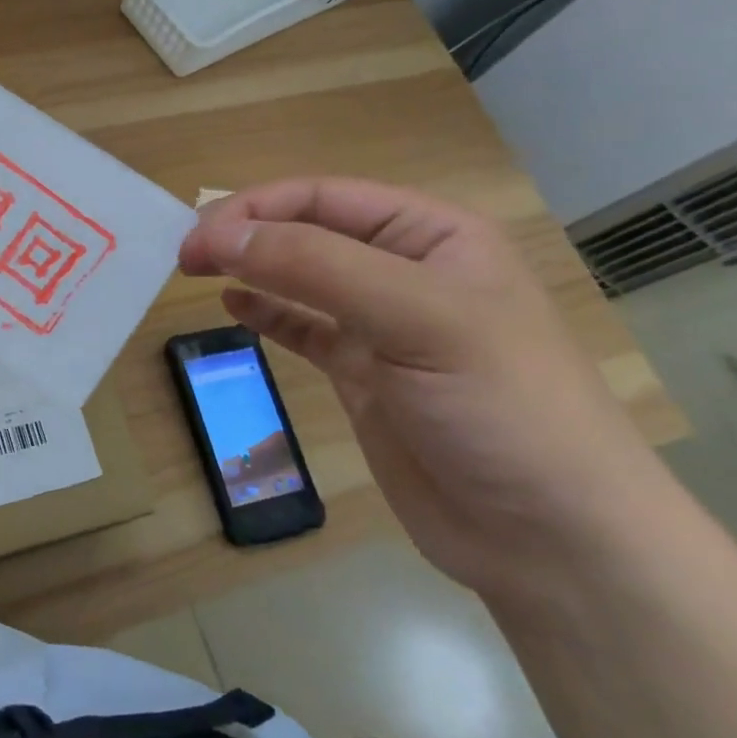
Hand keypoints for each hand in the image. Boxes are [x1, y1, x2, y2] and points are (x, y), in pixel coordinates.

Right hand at [180, 178, 664, 606]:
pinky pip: (303, 328)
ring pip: (300, 277)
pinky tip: (233, 306)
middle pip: (307, 231)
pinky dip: (266, 313)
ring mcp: (382, 326)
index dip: (255, 209)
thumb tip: (218, 234)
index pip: (325, 197)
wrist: (552, 540)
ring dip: (249, 267)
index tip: (196, 238)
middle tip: (184, 256)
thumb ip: (314, 267)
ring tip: (194, 270)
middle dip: (245, 234)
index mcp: (434, 236)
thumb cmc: (499, 407)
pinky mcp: (363, 374)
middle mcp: (406, 271)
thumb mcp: (415, 318)